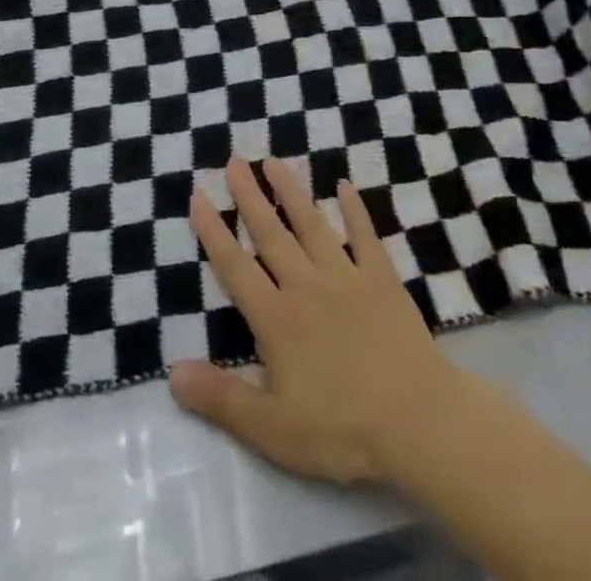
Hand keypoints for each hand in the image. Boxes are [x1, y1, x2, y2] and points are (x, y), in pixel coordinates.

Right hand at [169, 156, 462, 483]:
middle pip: (270, 233)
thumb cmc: (340, 430)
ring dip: (291, 191)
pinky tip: (345, 185)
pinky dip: (354, 209)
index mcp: (276, 318)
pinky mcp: (382, 279)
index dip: (213, 231)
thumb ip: (221, 398)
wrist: (417, 422)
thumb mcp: (271, 429)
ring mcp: (346, 277)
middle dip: (249, 196)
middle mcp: (305, 286)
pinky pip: (364, 236)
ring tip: (275, 160)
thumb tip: (173, 372)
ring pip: (311, 224)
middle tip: (234, 160)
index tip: (198, 194)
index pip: (235, 267)